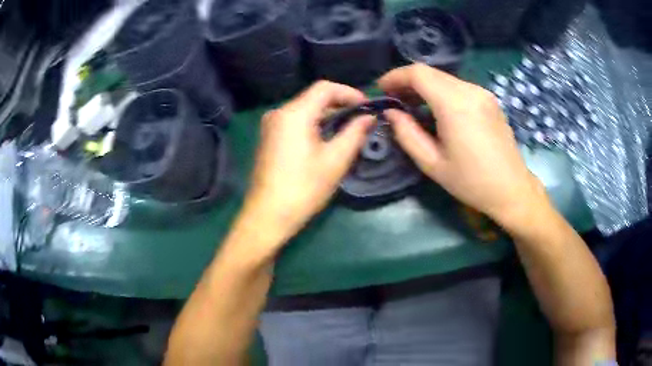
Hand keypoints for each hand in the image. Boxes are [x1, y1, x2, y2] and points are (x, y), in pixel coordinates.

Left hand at [239, 81, 371, 244]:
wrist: (267, 216)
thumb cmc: (303, 189)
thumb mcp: (335, 161)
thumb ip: (354, 133)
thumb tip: (369, 117)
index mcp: (294, 114)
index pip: (325, 88)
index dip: (349, 92)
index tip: (368, 106)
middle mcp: (279, 113)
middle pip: (314, 97)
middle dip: (340, 104)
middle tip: (362, 118)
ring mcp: (271, 125)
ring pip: (305, 110)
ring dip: (328, 115)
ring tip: (350, 127)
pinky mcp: (269, 138)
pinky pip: (295, 122)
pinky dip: (314, 124)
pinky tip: (328, 137)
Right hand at [379, 64, 548, 228]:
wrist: (512, 189)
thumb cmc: (471, 182)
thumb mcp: (432, 163)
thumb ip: (406, 134)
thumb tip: (391, 113)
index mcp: (455, 104)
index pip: (418, 74)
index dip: (395, 77)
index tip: (381, 90)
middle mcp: (470, 90)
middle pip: (431, 72)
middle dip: (407, 82)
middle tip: (393, 101)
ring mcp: (482, 93)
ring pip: (444, 79)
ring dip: (424, 87)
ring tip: (412, 107)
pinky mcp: (489, 100)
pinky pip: (458, 87)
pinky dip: (441, 92)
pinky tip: (436, 111)